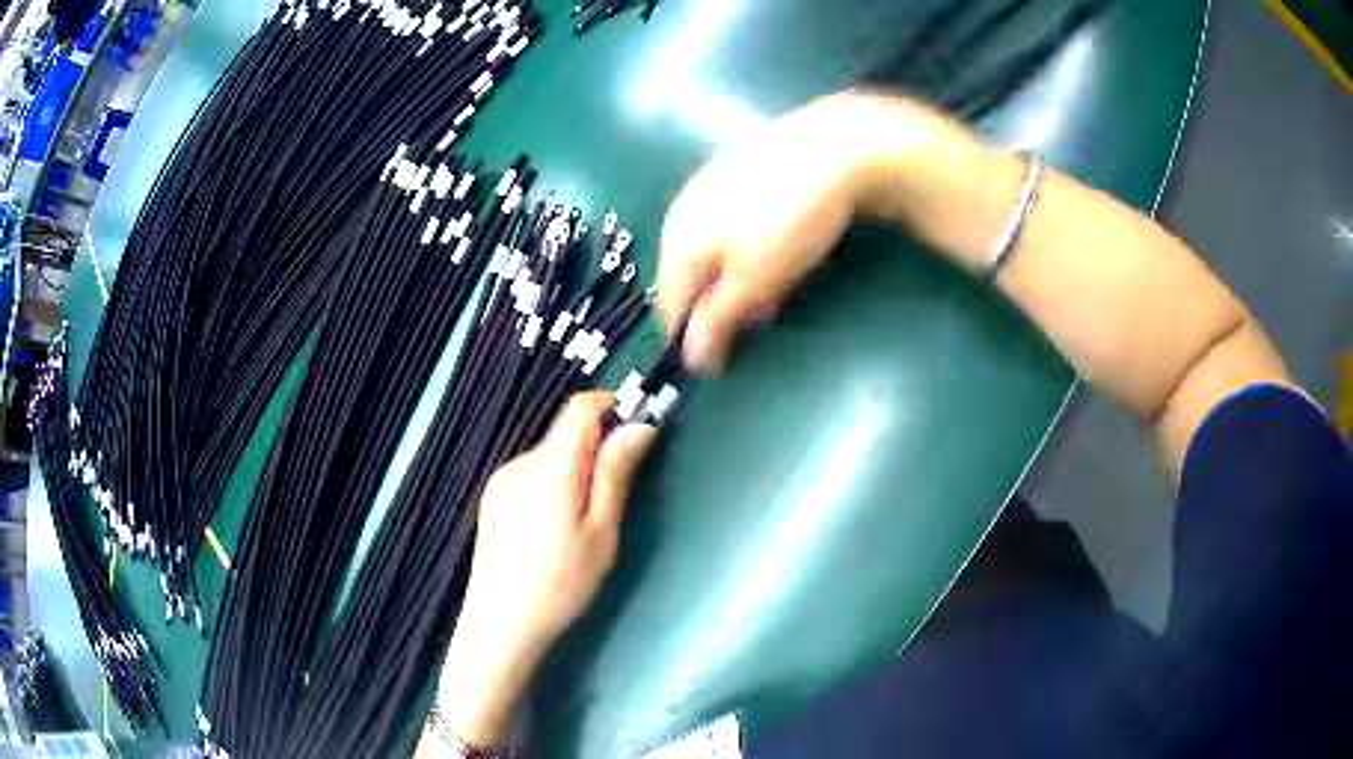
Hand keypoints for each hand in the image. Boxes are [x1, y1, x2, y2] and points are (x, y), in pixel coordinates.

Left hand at [436, 393, 657, 747]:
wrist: (500, 625)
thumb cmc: (561, 583)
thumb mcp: (601, 532)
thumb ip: (615, 474)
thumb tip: (639, 426)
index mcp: (550, 466)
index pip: (579, 408)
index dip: (610, 407)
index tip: (635, 432)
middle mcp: (520, 462)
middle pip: (565, 435)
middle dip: (595, 450)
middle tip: (614, 498)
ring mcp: (501, 481)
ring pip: (548, 457)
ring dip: (573, 471)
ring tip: (581, 525)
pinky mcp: (492, 500)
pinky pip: (530, 476)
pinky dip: (551, 486)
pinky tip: (551, 531)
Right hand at [658, 92, 918, 372]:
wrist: (833, 146)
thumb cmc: (787, 221)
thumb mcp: (753, 281)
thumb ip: (717, 318)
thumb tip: (689, 357)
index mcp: (678, 239)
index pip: (670, 302)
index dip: (692, 336)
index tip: (719, 361)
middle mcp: (684, 210)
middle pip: (692, 274)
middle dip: (721, 304)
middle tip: (760, 319)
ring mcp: (712, 185)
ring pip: (715, 248)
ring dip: (740, 277)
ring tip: (778, 288)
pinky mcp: (741, 170)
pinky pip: (735, 222)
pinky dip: (751, 247)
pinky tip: (781, 246)